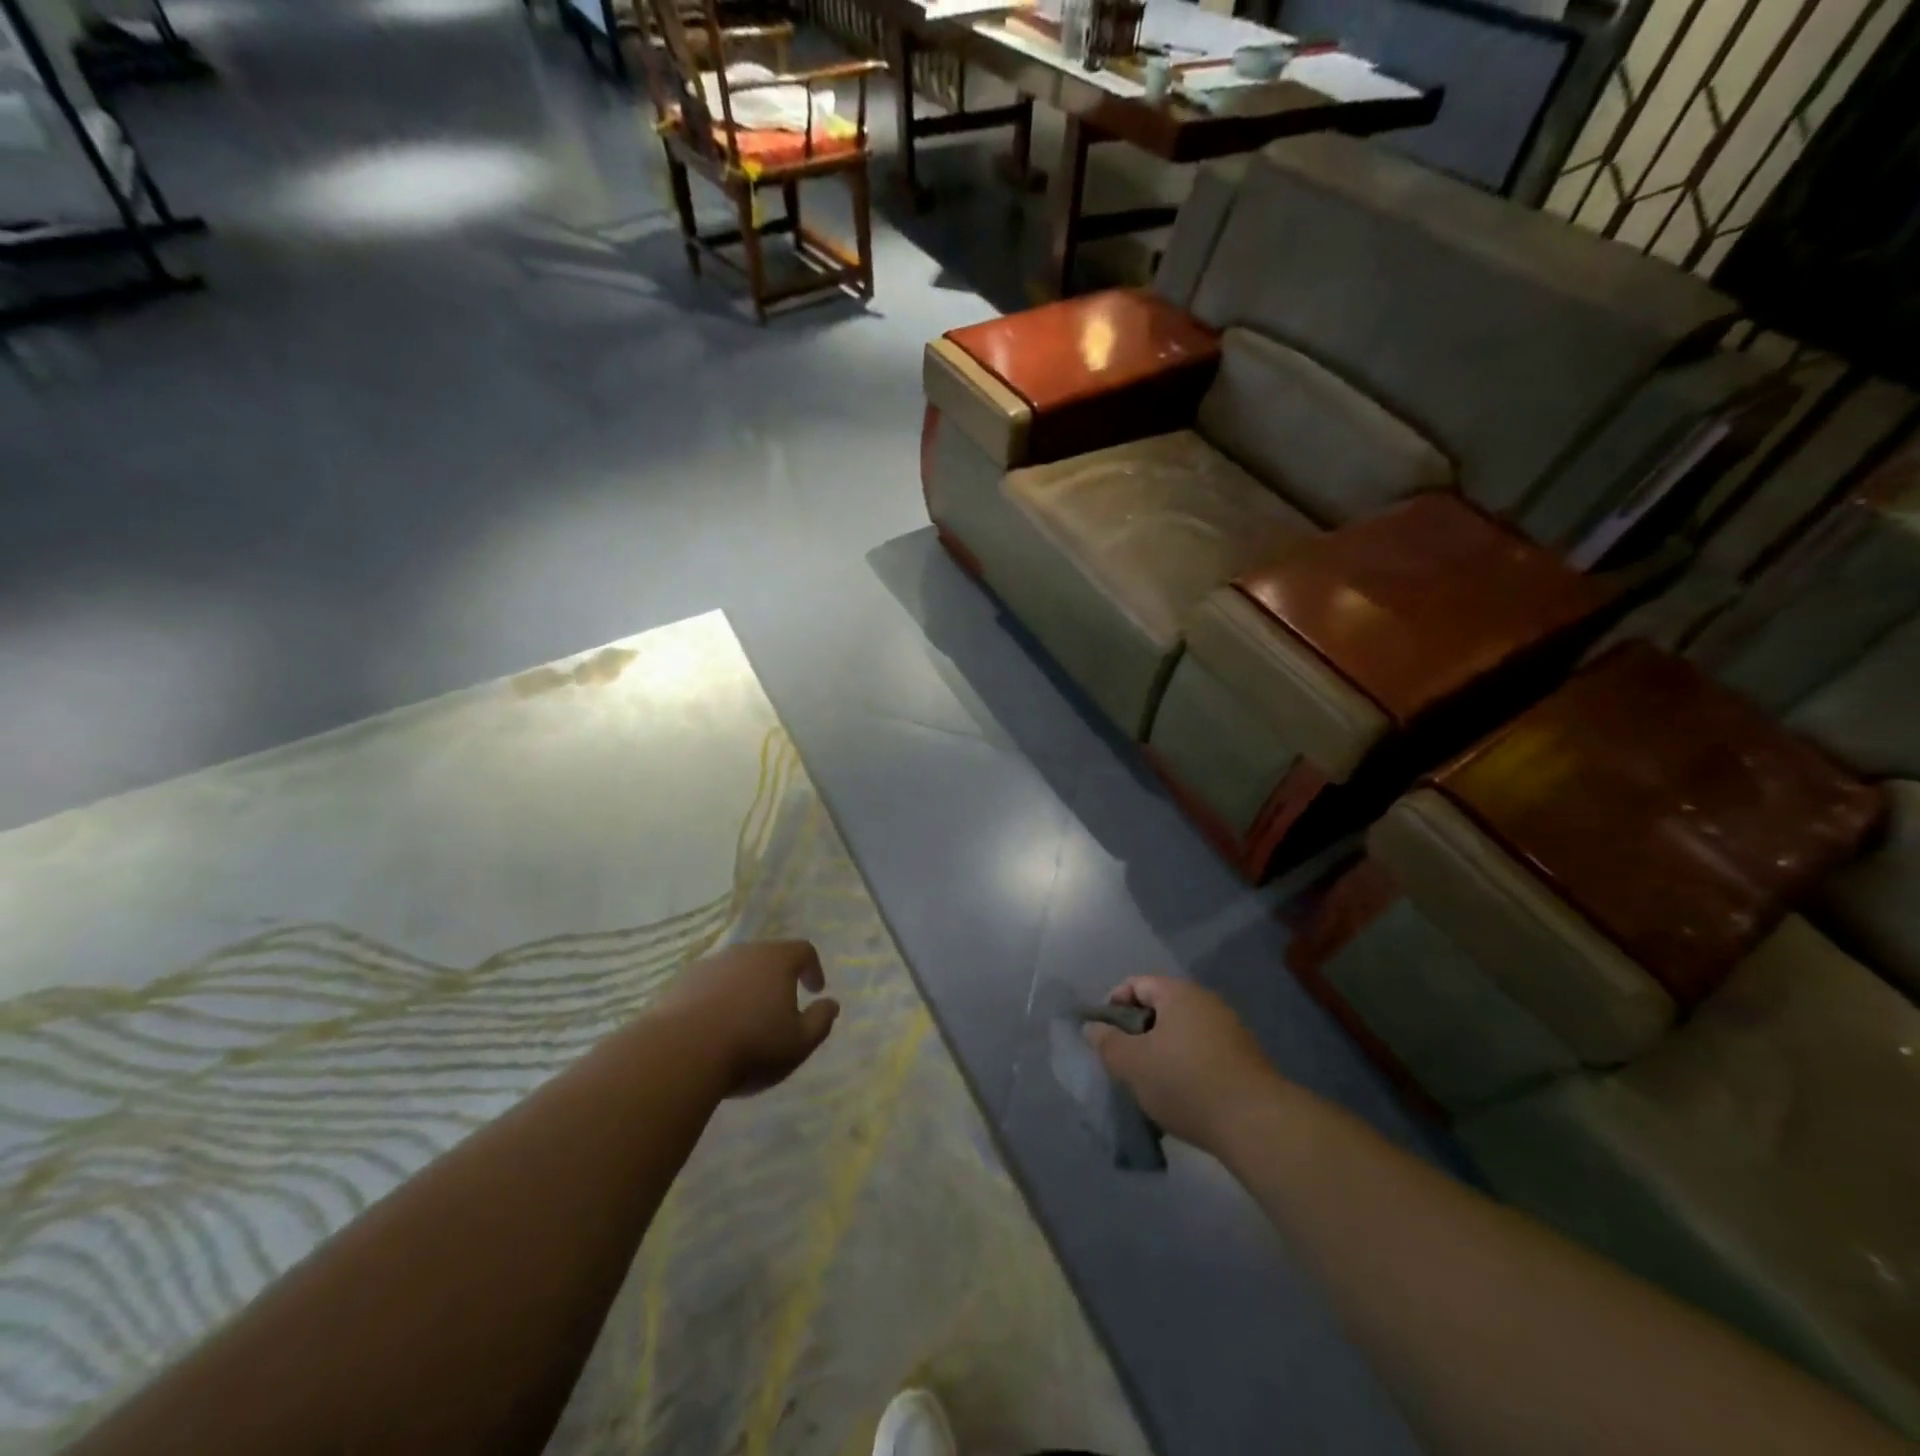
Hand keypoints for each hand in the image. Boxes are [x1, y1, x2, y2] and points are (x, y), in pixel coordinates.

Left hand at [658, 940, 839, 1097]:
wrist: (679, 1054)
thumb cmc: (751, 1046)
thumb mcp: (799, 1043)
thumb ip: (821, 1021)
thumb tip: (831, 1003)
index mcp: (776, 960)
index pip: (803, 950)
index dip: (813, 968)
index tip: (814, 990)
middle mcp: (743, 953)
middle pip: (767, 957)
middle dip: (777, 979)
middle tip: (780, 1007)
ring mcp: (708, 966)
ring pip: (735, 971)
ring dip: (745, 989)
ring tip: (744, 1021)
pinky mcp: (680, 984)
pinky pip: (707, 986)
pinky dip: (716, 1000)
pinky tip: (713, 1029)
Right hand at [1084, 976, 1286, 1153]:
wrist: (1256, 1123)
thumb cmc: (1185, 1082)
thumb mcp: (1132, 1064)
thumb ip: (1107, 1043)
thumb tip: (1093, 1028)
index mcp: (1178, 993)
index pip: (1136, 984)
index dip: (1113, 1004)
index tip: (1103, 1035)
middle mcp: (1206, 1002)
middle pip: (1160, 1008)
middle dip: (1138, 1031)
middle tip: (1123, 1061)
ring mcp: (1230, 1030)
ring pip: (1182, 1032)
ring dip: (1162, 1051)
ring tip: (1149, 1082)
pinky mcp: (1245, 1059)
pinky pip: (1203, 1052)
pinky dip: (1186, 1066)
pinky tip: (1181, 1094)